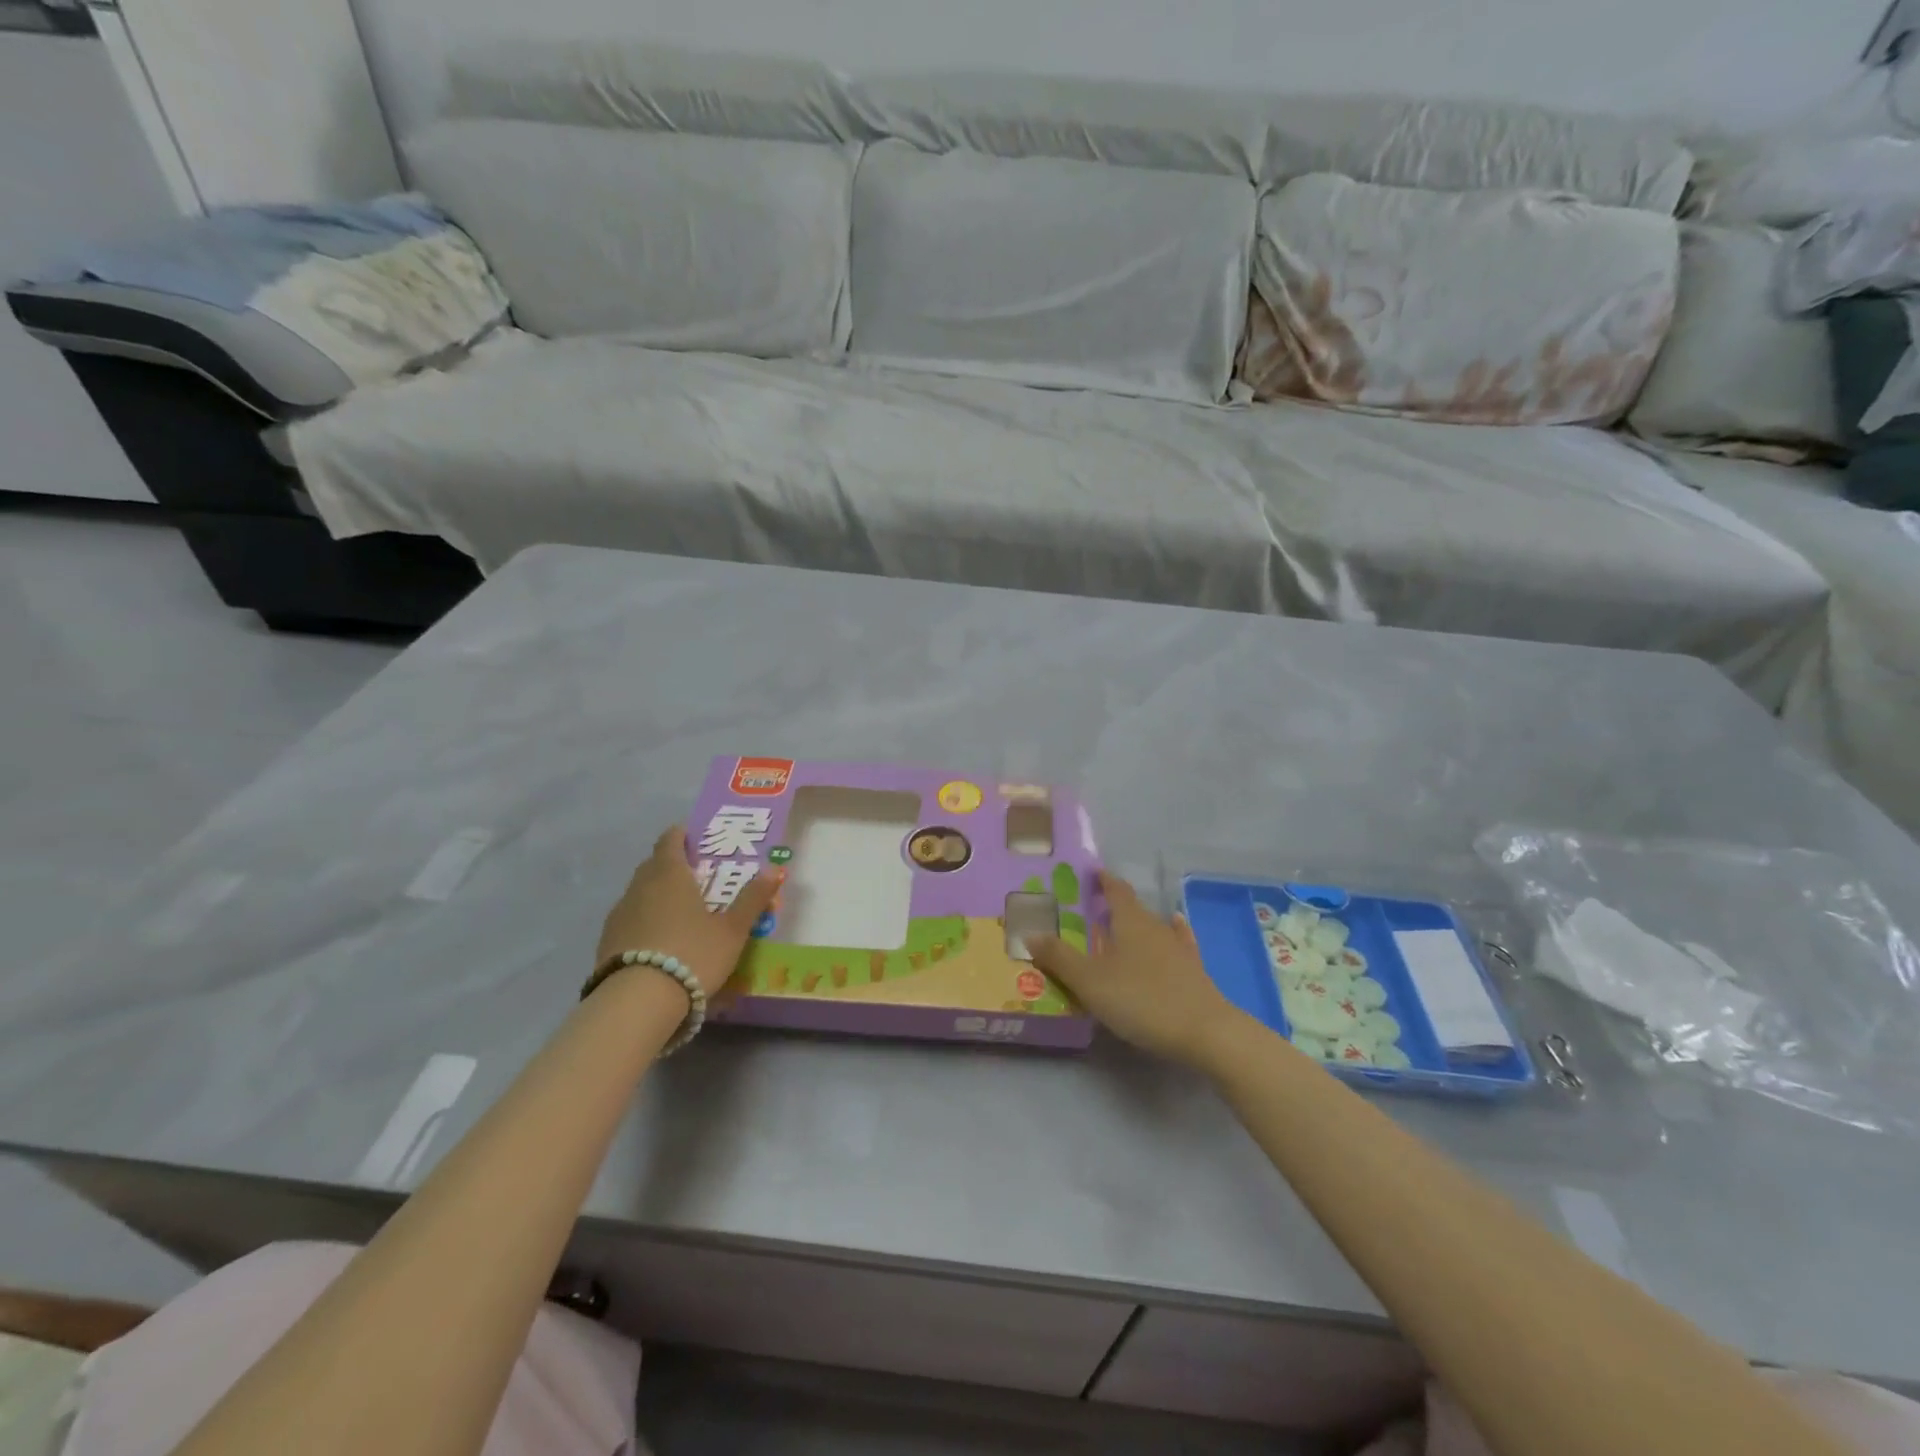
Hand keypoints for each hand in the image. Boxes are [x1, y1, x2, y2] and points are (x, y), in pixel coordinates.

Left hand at [596, 826, 782, 998]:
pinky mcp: (606, 941)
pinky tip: (659, 940)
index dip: (681, 836)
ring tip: (680, 912)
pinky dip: (644, 920)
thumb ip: (752, 899)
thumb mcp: (732, 929)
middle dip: (672, 865)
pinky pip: (630, 919)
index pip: (670, 841)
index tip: (695, 838)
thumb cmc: (693, 954)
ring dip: (657, 895)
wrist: (638, 1002)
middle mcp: (640, 886)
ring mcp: (619, 914)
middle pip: (653, 865)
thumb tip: (774, 869)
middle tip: (696, 876)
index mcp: (670, 874)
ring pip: (639, 892)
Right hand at [1028, 871, 1246, 1071]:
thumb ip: (1059, 957)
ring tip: (1122, 926)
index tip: (1092, 872)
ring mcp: (1178, 948)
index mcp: (1130, 921)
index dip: (1103, 880)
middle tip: (1092, 909)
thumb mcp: (1090, 981)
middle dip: (1113, 905)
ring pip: (1154, 926)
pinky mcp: (1194, 971)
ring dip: (1137, 924)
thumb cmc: (1141, 999)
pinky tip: (1176, 928)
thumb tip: (1029, 932)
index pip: (1115, 890)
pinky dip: (1173, 934)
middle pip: (1133, 908)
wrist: (1205, 1032)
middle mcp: (1155, 926)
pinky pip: (1179, 944)